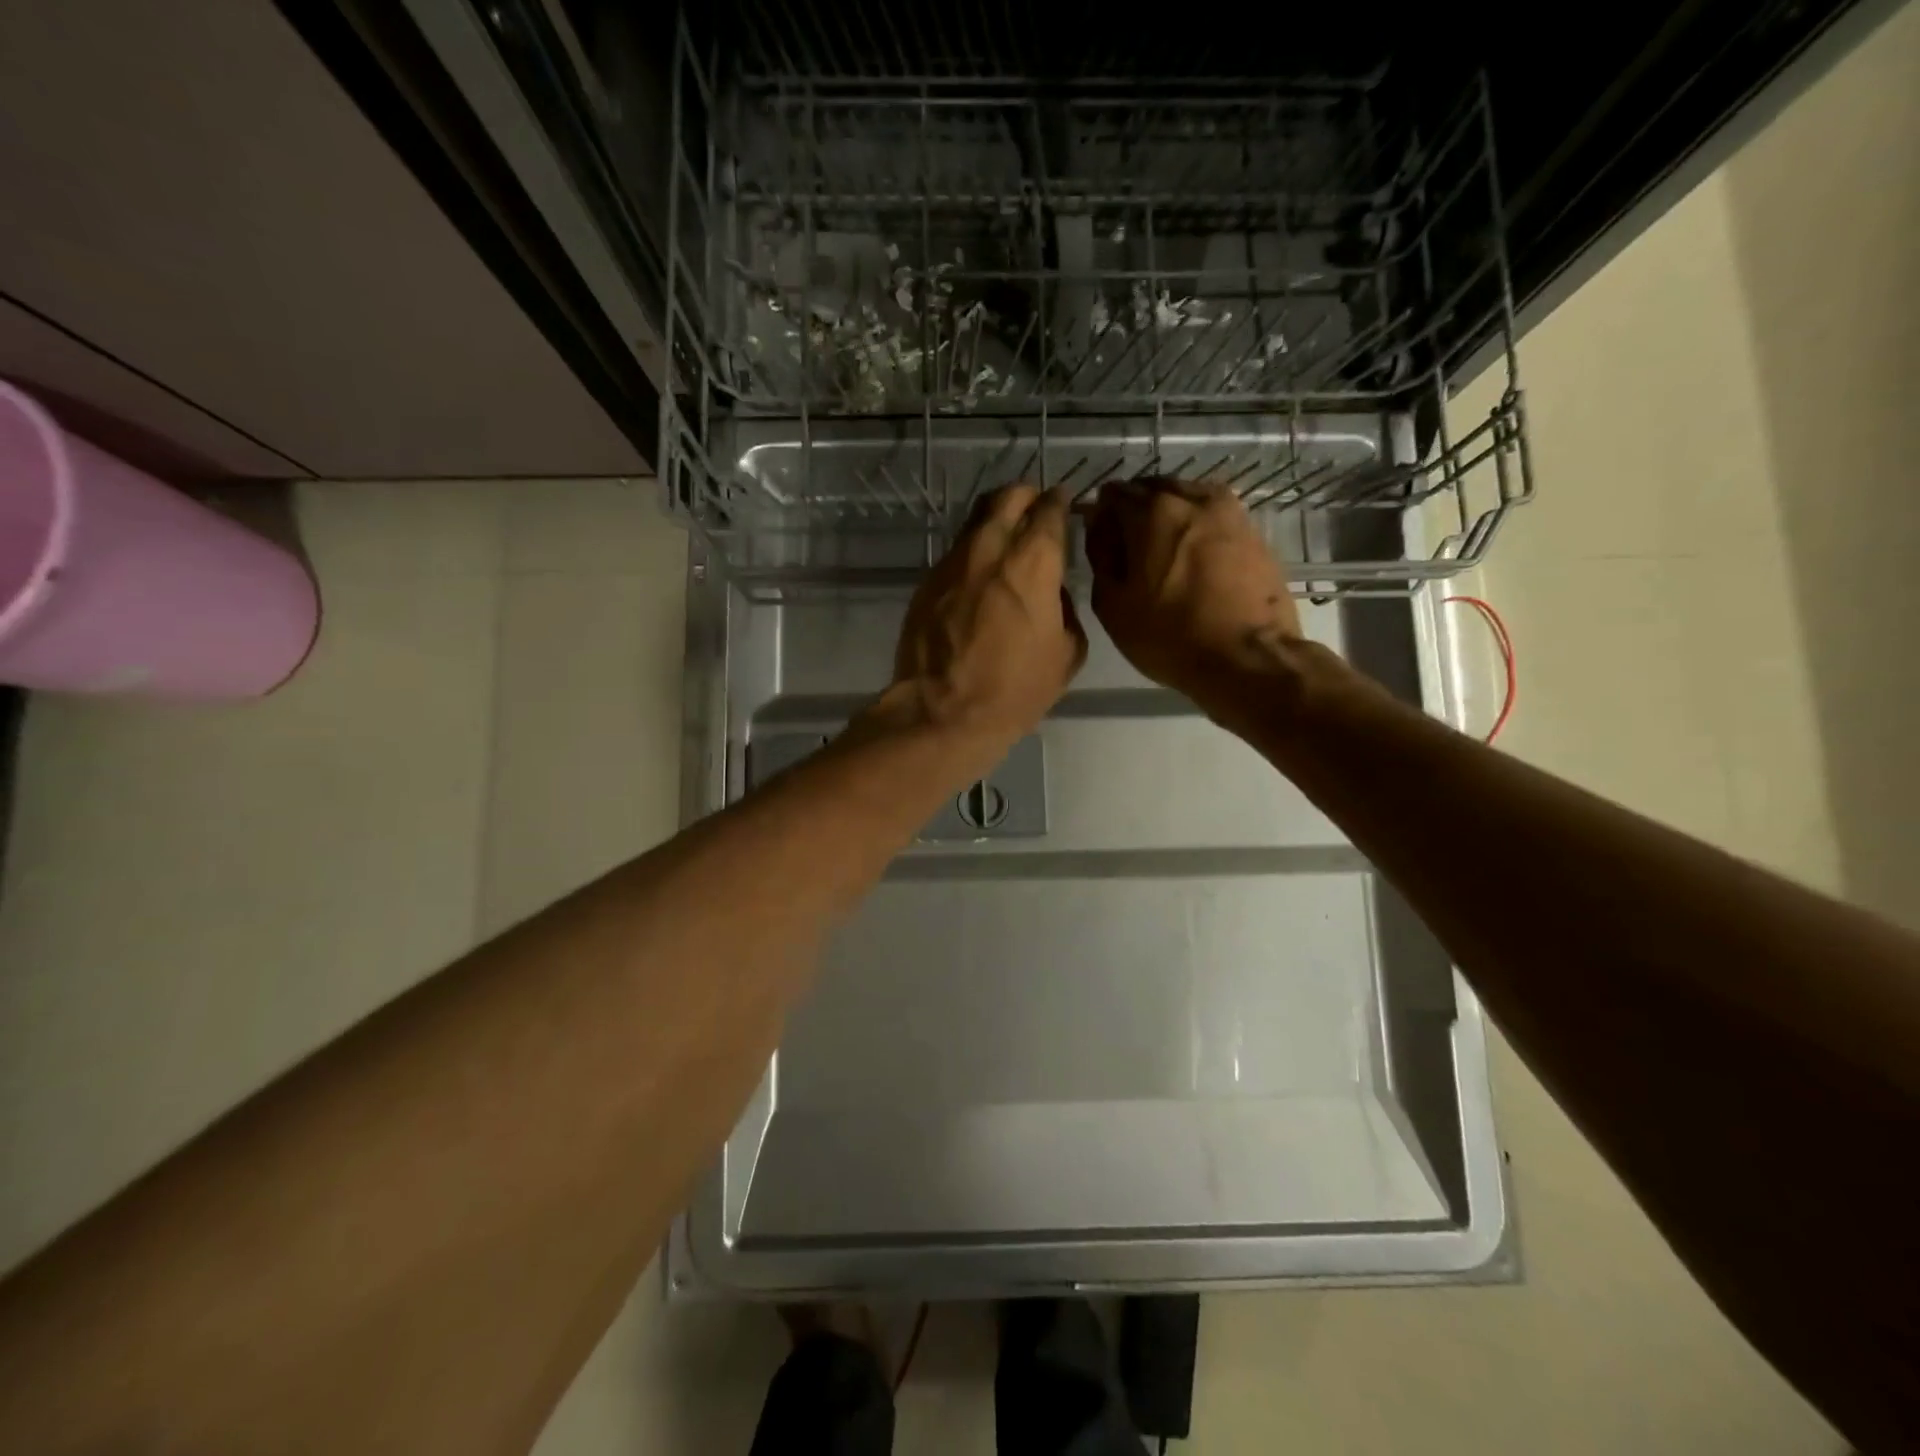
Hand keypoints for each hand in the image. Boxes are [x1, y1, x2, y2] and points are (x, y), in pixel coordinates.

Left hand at [879, 484, 1086, 754]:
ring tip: (1007, 539)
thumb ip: (1067, 610)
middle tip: (1036, 509)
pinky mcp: (927, 582)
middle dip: (1026, 495)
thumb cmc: (1014, 690)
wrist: (942, 712)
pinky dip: (973, 553)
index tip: (1065, 504)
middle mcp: (990, 549)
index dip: (1060, 502)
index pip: (1048, 510)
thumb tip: (1054, 592)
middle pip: (1008, 497)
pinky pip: (956, 553)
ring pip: (976, 520)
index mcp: (1032, 563)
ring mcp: (952, 563)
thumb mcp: (1066, 655)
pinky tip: (979, 576)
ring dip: (996, 520)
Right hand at [1086, 478, 1301, 709]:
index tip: (1100, 538)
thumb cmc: (1170, 636)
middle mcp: (1192, 499)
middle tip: (1129, 546)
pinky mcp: (1253, 532)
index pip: (1114, 494)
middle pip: (1153, 489)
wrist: (1248, 658)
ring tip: (1162, 550)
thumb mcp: (1113, 605)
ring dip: (1169, 514)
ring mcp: (1229, 512)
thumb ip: (1100, 555)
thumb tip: (1098, 524)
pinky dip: (1197, 526)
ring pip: (1187, 497)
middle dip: (1136, 508)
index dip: (1101, 513)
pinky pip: (1213, 516)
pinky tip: (1193, 556)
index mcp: (1152, 512)